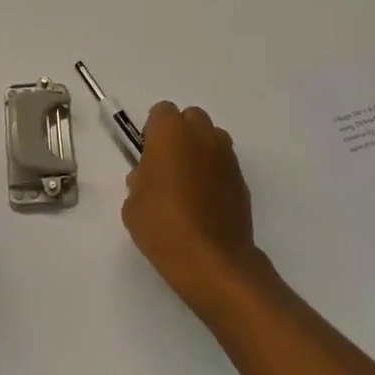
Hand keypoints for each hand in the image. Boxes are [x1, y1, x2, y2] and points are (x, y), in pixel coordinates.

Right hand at [122, 103, 264, 311]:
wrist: (212, 261)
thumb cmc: (163, 226)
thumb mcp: (133, 205)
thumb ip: (139, 181)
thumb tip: (148, 177)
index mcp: (170, 133)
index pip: (162, 112)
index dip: (153, 130)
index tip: (148, 154)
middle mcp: (202, 136)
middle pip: (191, 118)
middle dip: (180, 134)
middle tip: (168, 165)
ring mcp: (226, 157)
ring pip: (212, 138)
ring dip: (201, 150)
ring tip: (189, 183)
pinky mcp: (242, 180)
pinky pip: (224, 164)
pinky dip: (215, 174)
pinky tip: (205, 202)